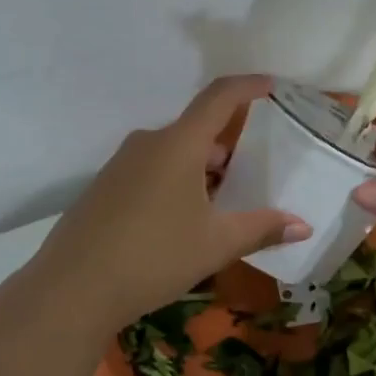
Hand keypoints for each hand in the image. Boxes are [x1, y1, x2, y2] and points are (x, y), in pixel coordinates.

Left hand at [33, 76, 311, 330]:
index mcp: (178, 144)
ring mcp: (120, 164)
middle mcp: (148, 143)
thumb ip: (262, 229)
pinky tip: (180, 222)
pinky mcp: (103, 187)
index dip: (248, 86)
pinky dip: (175, 182)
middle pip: (196, 130)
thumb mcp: (216, 244)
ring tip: (221, 203)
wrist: (72, 289)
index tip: (271, 85)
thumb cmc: (154, 256)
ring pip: (172, 153)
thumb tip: (303, 226)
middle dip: (227, 146)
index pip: (219, 97)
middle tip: (253, 173)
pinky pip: (150, 171)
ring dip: (200, 168)